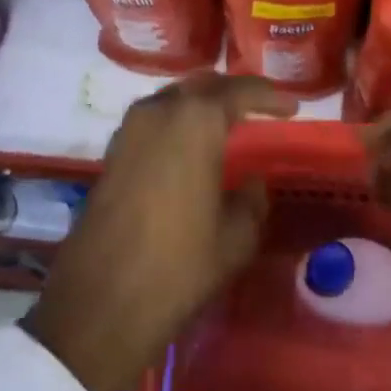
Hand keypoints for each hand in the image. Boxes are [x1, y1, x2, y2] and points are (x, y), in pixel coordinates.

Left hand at [22, 74, 294, 390]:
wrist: (99, 304)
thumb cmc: (178, 267)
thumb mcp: (234, 239)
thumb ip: (252, 201)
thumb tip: (253, 183)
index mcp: (196, 121)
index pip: (240, 91)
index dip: (269, 96)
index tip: (291, 107)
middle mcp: (160, 111)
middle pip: (203, 86)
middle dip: (234, 92)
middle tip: (260, 107)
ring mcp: (130, 129)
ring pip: (174, 98)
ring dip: (201, 103)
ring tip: (226, 122)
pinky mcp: (112, 152)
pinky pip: (153, 119)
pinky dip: (176, 121)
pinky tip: (188, 145)